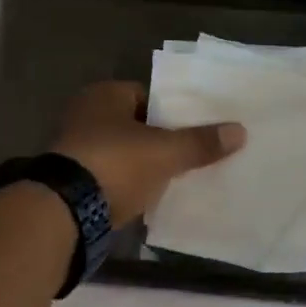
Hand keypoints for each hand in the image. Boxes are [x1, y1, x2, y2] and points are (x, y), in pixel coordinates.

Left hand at [52, 81, 245, 225]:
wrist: (65, 211)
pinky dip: (130, 183)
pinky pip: (113, 176)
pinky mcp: (74, 181)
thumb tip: (240, 131)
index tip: (198, 128)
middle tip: (193, 153)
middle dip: (162, 139)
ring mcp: (76, 149)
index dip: (175, 111)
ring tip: (178, 176)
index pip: (149, 96)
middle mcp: (85, 115)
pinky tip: (152, 195)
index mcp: (105, 95)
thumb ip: (201, 142)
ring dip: (145, 163)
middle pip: (137, 125)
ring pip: (125, 152)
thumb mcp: (166, 152)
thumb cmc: (116, 164)